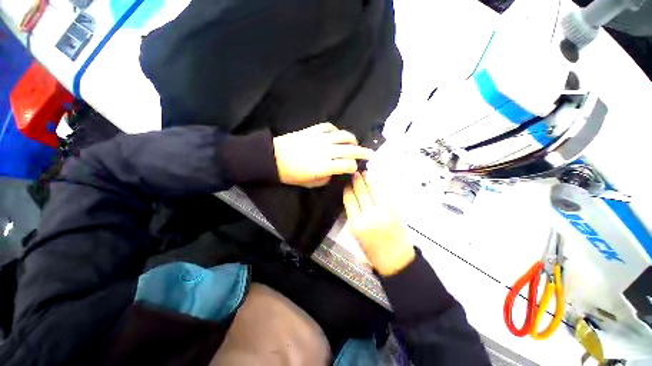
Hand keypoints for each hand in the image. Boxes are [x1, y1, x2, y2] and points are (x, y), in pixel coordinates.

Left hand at [273, 123, 372, 187]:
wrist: (274, 157)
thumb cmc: (291, 174)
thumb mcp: (311, 183)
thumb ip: (327, 178)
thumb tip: (335, 172)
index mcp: (325, 166)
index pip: (348, 165)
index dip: (354, 167)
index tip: (355, 169)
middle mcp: (326, 151)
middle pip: (351, 149)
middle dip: (364, 153)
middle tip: (373, 154)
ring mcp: (321, 138)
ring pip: (344, 136)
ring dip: (353, 140)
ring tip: (355, 143)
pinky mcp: (314, 129)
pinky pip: (330, 127)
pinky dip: (337, 132)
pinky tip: (337, 136)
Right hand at [343, 172, 414, 276]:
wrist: (395, 260)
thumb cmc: (374, 252)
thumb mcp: (356, 236)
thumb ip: (353, 216)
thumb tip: (352, 200)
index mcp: (356, 225)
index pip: (349, 200)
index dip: (348, 189)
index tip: (347, 183)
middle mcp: (369, 217)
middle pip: (361, 192)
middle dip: (357, 180)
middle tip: (355, 173)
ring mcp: (384, 212)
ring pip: (374, 190)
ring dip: (369, 179)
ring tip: (365, 173)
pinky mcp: (395, 211)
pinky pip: (387, 193)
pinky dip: (381, 185)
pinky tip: (378, 180)